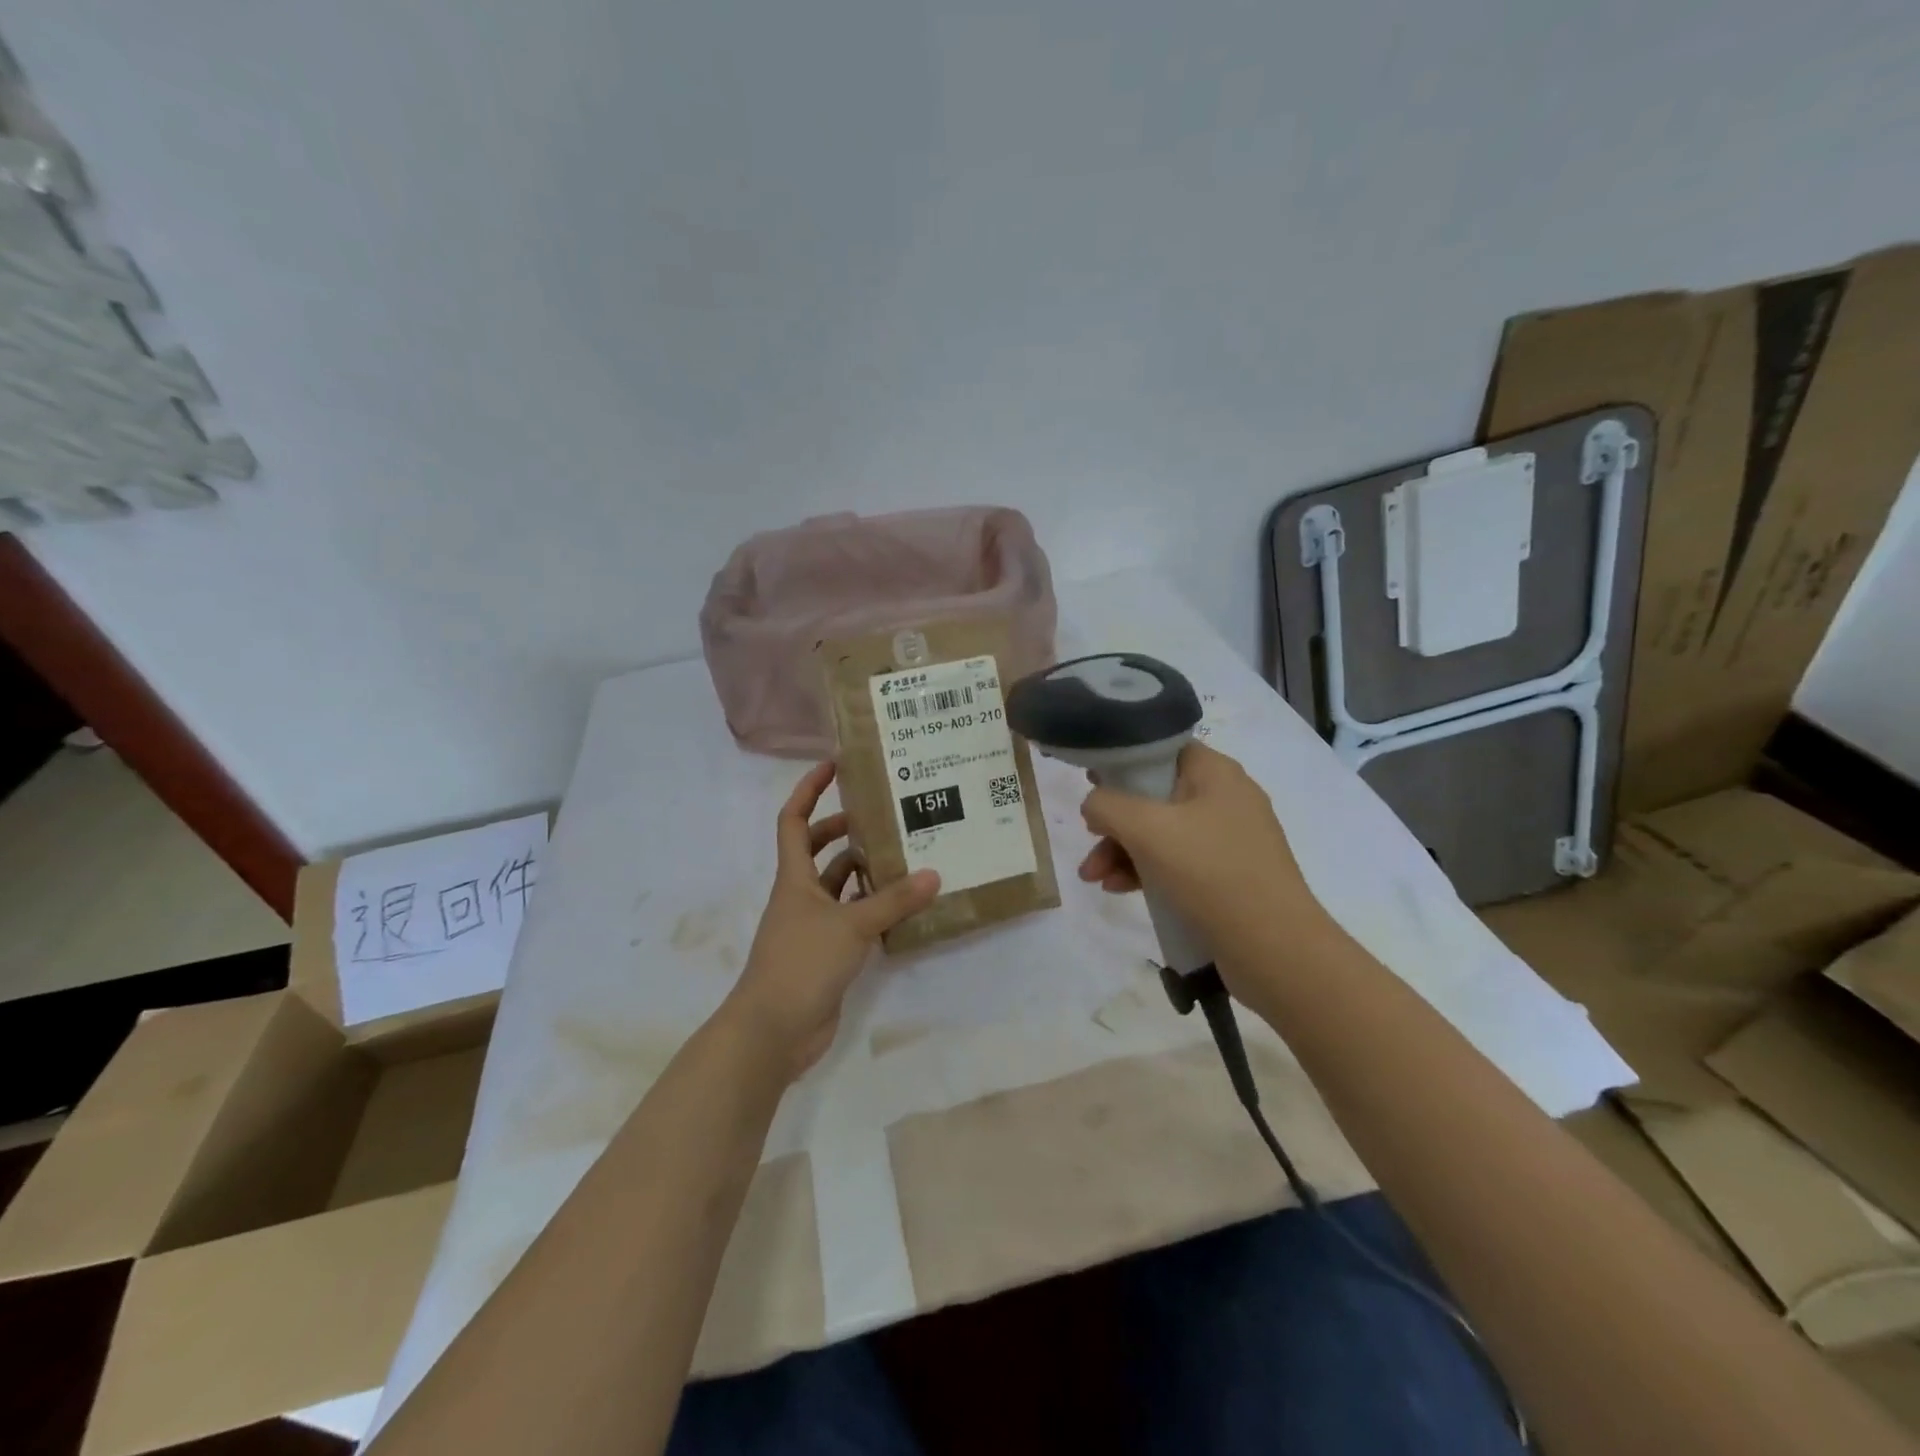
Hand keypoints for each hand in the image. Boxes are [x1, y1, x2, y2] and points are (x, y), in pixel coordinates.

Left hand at [720, 762, 939, 1080]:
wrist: (773, 1030)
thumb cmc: (802, 963)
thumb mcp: (850, 925)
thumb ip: (892, 901)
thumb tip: (934, 874)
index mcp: (794, 877)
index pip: (794, 819)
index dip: (809, 789)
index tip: (835, 765)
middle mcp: (800, 896)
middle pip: (819, 850)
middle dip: (846, 831)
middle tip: (886, 818)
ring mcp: (812, 926)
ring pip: (840, 887)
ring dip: (866, 872)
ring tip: (906, 857)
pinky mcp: (826, 954)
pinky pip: (852, 920)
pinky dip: (873, 910)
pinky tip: (904, 907)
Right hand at [1075, 742, 1331, 967]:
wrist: (1275, 948)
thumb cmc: (1210, 872)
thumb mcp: (1146, 829)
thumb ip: (1107, 805)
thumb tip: (1094, 804)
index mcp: (1215, 772)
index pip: (1162, 749)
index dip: (1123, 762)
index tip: (1092, 783)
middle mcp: (1226, 798)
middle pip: (1155, 796)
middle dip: (1115, 822)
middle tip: (1087, 842)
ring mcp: (1230, 839)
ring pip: (1162, 833)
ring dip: (1123, 851)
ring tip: (1094, 879)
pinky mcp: (1229, 876)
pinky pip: (1178, 862)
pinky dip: (1147, 871)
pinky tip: (1121, 890)